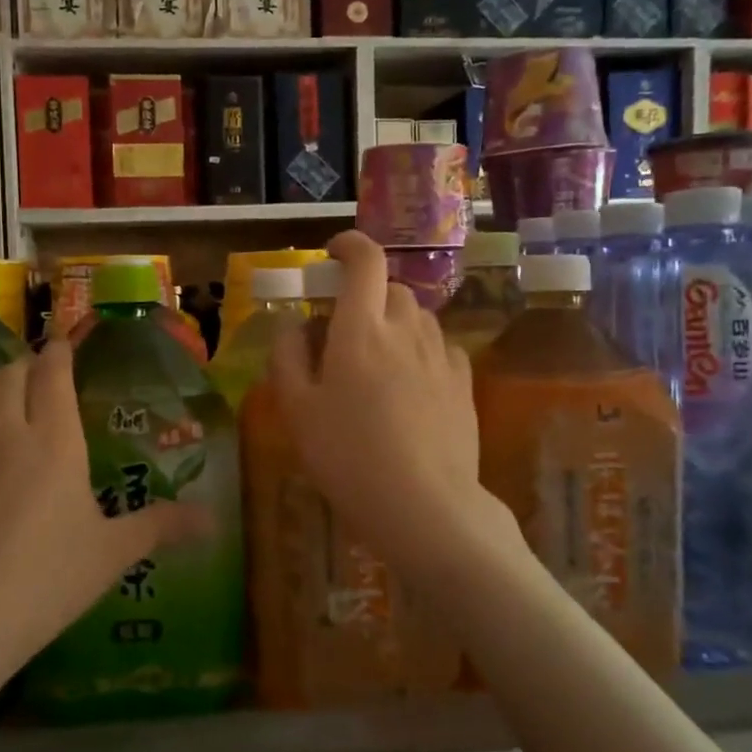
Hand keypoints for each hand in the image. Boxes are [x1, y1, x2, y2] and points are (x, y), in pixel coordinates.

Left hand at [0, 341, 209, 693]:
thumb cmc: (46, 584)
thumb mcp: (112, 554)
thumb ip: (162, 527)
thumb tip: (214, 520)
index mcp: (54, 442)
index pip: (54, 374)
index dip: (60, 352)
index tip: (66, 342)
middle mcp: (5, 433)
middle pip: (13, 376)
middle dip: (29, 368)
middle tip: (44, 376)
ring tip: (4, 382)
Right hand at [268, 231, 501, 577]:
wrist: (424, 506)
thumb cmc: (348, 457)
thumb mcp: (297, 410)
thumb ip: (287, 357)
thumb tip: (294, 325)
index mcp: (361, 330)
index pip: (365, 261)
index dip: (349, 245)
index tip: (332, 254)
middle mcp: (406, 331)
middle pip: (391, 288)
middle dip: (366, 294)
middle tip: (344, 327)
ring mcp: (441, 356)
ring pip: (418, 317)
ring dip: (395, 322)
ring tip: (376, 360)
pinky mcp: (464, 384)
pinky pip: (440, 348)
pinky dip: (421, 351)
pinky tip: (410, 383)